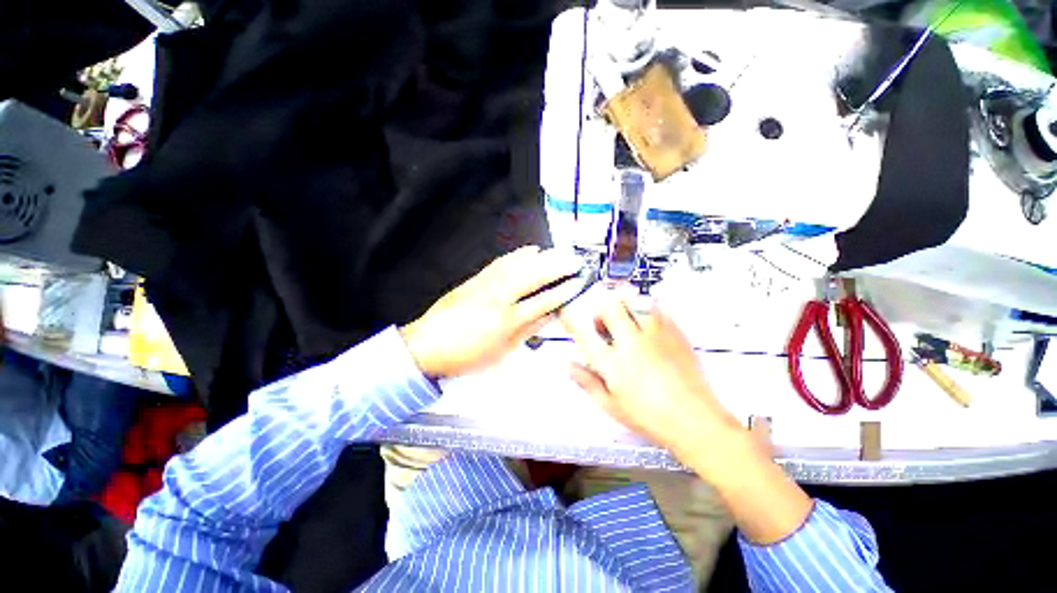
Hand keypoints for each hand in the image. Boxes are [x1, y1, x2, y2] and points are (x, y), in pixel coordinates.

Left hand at [400, 246, 584, 378]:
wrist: (427, 346)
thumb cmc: (467, 355)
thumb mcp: (502, 351)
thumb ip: (527, 330)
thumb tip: (549, 315)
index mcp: (507, 320)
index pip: (543, 301)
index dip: (563, 291)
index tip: (578, 282)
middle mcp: (499, 297)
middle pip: (533, 276)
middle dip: (557, 266)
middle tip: (574, 259)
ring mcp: (486, 284)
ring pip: (519, 264)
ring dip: (541, 256)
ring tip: (557, 251)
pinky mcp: (476, 278)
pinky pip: (501, 262)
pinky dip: (518, 255)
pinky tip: (529, 251)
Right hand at [560, 297, 739, 452]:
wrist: (696, 420)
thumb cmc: (649, 417)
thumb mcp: (611, 405)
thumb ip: (587, 382)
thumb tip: (567, 365)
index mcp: (612, 363)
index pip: (584, 335)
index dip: (571, 321)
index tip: (565, 313)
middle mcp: (631, 343)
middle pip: (610, 309)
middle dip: (602, 311)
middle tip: (605, 325)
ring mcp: (655, 335)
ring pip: (635, 302)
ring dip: (625, 308)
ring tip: (628, 322)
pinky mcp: (675, 333)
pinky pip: (658, 309)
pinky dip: (648, 311)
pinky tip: (649, 326)